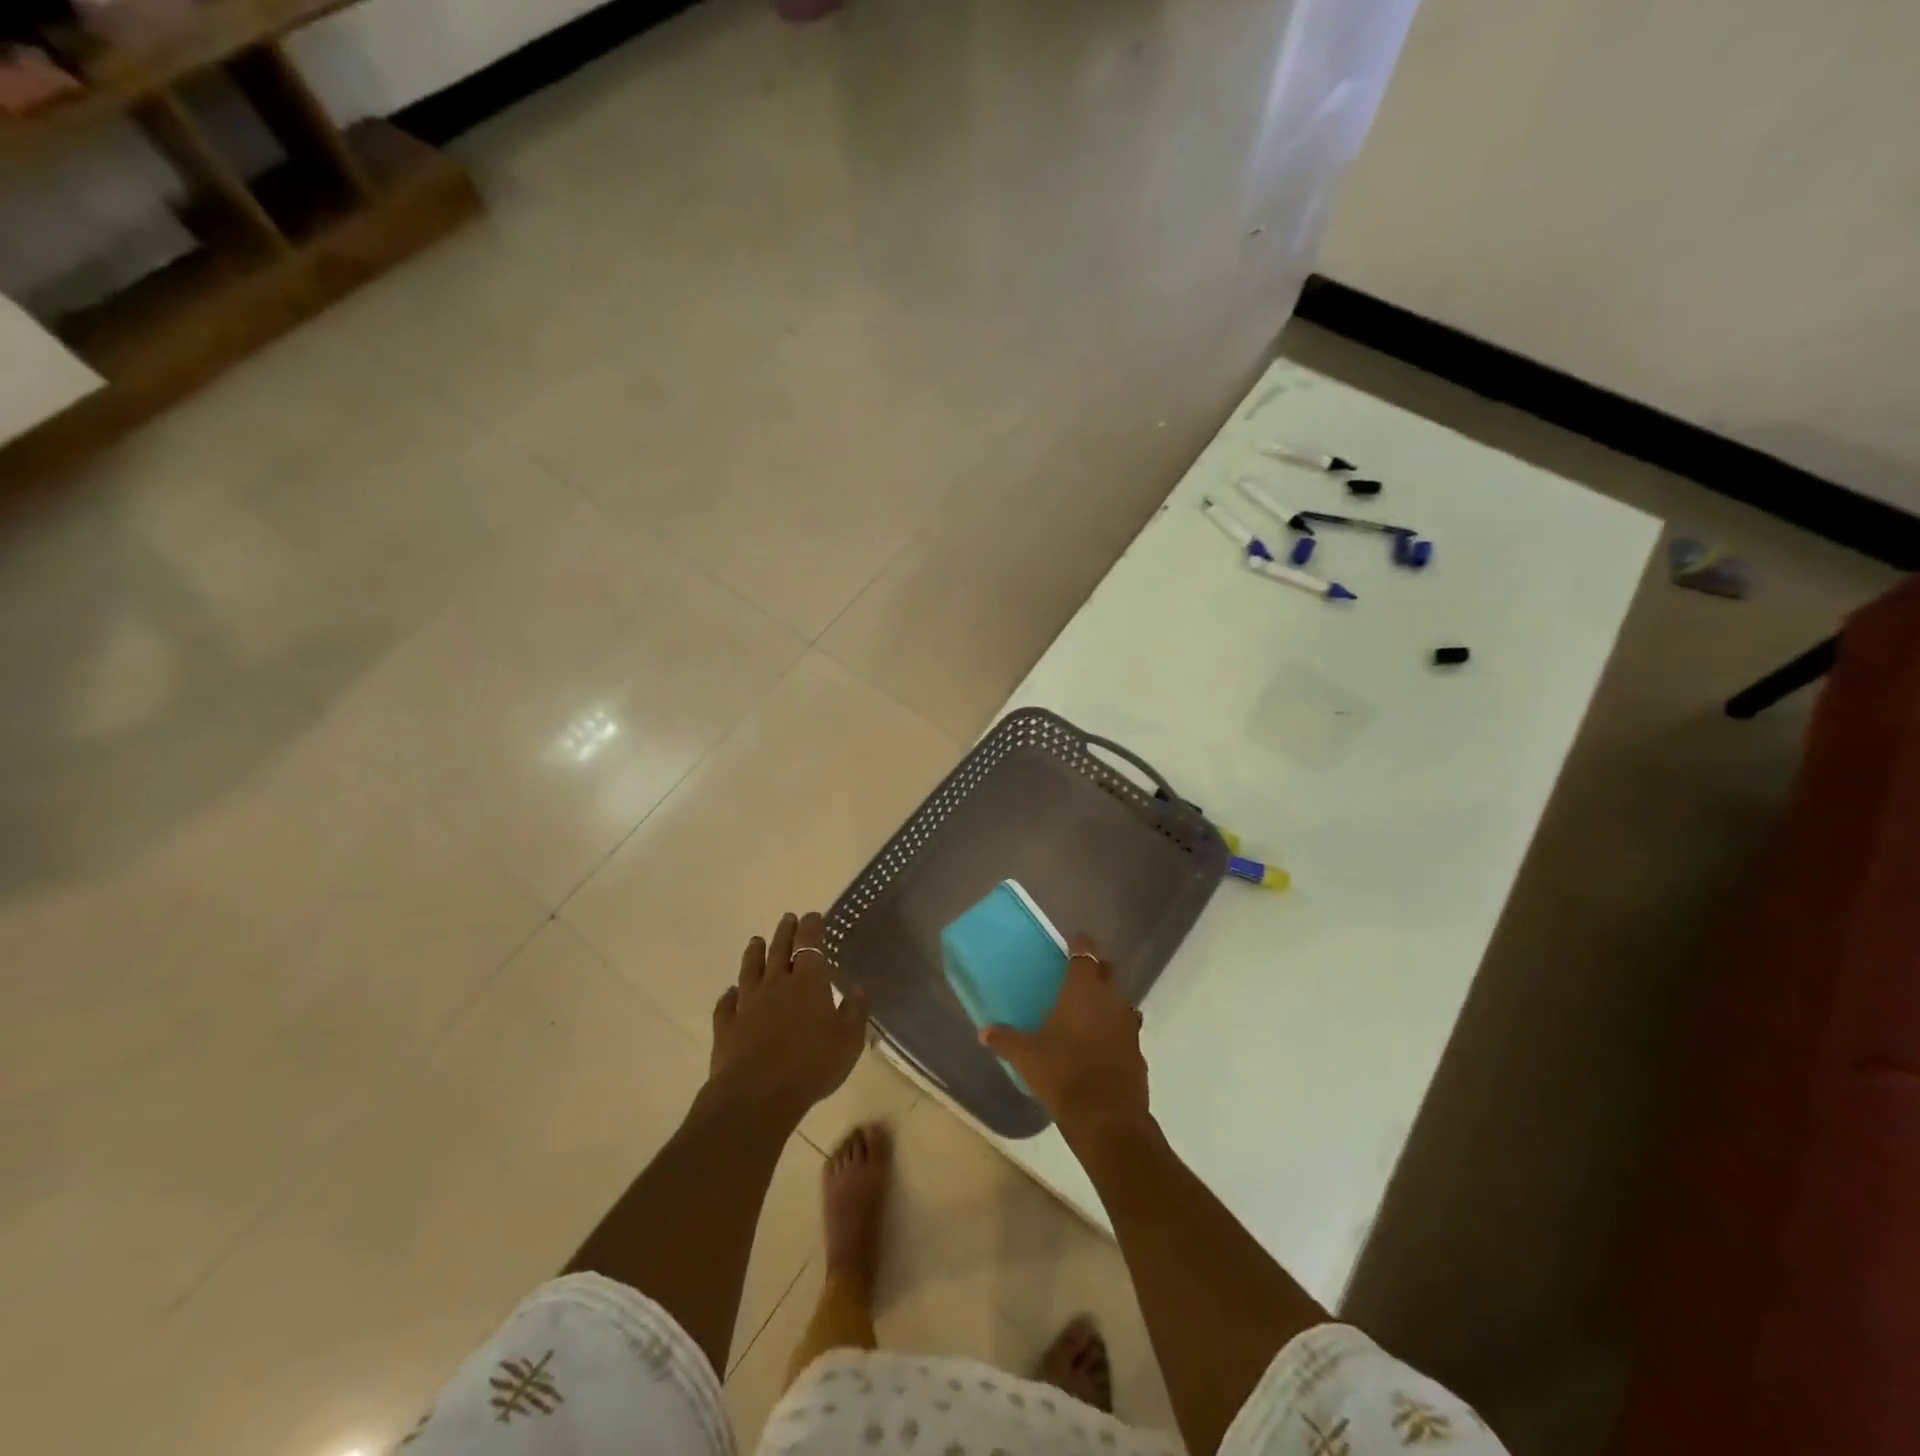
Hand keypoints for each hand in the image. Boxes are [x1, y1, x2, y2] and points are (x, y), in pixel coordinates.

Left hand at [709, 911, 867, 1125]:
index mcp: (809, 982)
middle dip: (785, 932)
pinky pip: (727, 1004)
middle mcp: (777, 984)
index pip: (810, 944)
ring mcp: (748, 1004)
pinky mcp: (727, 1027)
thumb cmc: (812, 1064)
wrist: (757, 1094)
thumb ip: (854, 1012)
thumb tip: (857, 989)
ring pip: (750, 970)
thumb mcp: (848, 1041)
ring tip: (756, 940)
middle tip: (787, 918)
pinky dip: (729, 995)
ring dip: (754, 953)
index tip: (813, 915)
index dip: (812, 927)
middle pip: (779, 950)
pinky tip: (730, 992)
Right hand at [981, 936, 1149, 1143]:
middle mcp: (1110, 998)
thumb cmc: (1062, 1073)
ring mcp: (1128, 1025)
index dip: (1079, 943)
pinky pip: (1125, 1030)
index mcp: (1083, 989)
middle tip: (1073, 978)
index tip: (1069, 944)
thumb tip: (984, 1032)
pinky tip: (1098, 1047)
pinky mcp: (1137, 1051)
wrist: (1107, 1118)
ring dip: (1106, 1001)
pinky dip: (1113, 1031)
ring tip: (1085, 1013)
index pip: (1086, 950)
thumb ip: (1004, 1040)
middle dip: (1094, 969)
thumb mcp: (1026, 1056)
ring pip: (1120, 1000)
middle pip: (1107, 970)